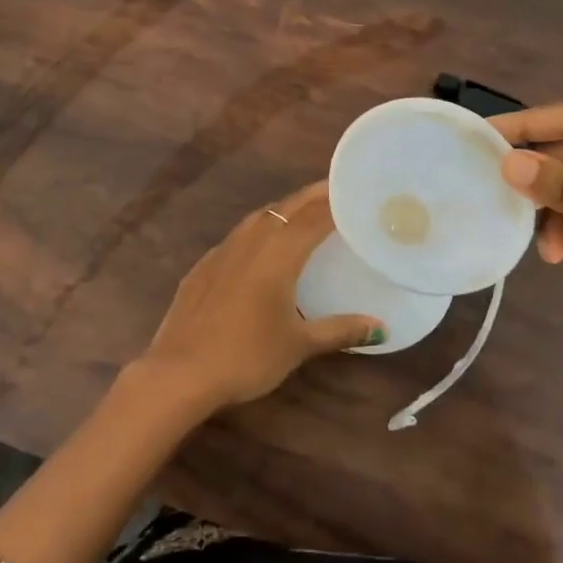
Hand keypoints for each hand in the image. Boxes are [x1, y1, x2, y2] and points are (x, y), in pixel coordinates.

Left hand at [136, 181, 383, 413]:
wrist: (181, 371)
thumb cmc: (247, 356)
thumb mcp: (298, 345)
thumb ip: (340, 330)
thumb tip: (381, 328)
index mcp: (279, 253)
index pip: (315, 216)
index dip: (337, 201)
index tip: (357, 192)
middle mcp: (251, 241)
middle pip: (287, 207)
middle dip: (313, 196)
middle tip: (337, 191)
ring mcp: (222, 251)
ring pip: (259, 217)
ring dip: (284, 209)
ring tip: (304, 212)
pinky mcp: (203, 266)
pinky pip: (238, 236)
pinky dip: (258, 230)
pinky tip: (261, 246)